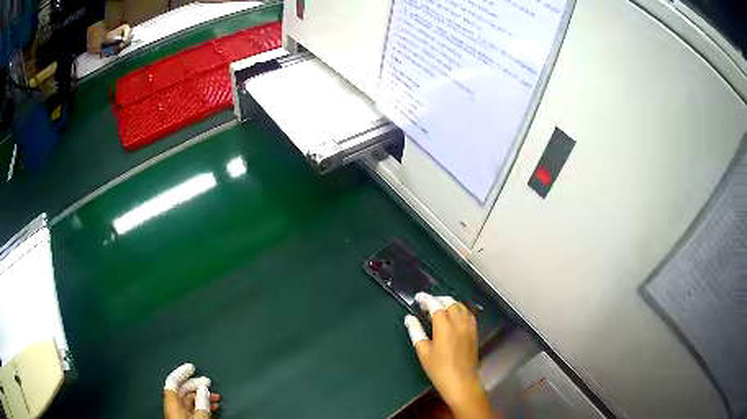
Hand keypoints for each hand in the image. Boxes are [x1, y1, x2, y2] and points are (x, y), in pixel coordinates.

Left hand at [164, 363, 220, 418]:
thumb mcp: (199, 418)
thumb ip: (201, 403)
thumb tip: (204, 389)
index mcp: (172, 402)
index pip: (173, 381)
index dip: (182, 372)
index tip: (192, 367)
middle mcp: (173, 406)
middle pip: (182, 389)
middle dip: (196, 384)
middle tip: (208, 382)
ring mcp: (178, 413)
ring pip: (188, 399)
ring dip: (201, 396)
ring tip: (215, 397)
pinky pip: (191, 407)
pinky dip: (201, 405)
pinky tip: (211, 406)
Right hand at [405, 293, 495, 418]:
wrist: (461, 381)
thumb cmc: (438, 369)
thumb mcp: (423, 352)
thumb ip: (416, 332)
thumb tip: (409, 318)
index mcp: (444, 326)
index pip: (435, 305)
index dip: (426, 299)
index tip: (418, 298)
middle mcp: (458, 322)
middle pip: (450, 302)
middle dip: (438, 299)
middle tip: (427, 303)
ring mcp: (469, 327)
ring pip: (461, 307)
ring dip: (450, 303)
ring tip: (440, 307)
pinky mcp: (474, 332)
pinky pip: (468, 314)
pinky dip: (460, 310)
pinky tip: (455, 316)